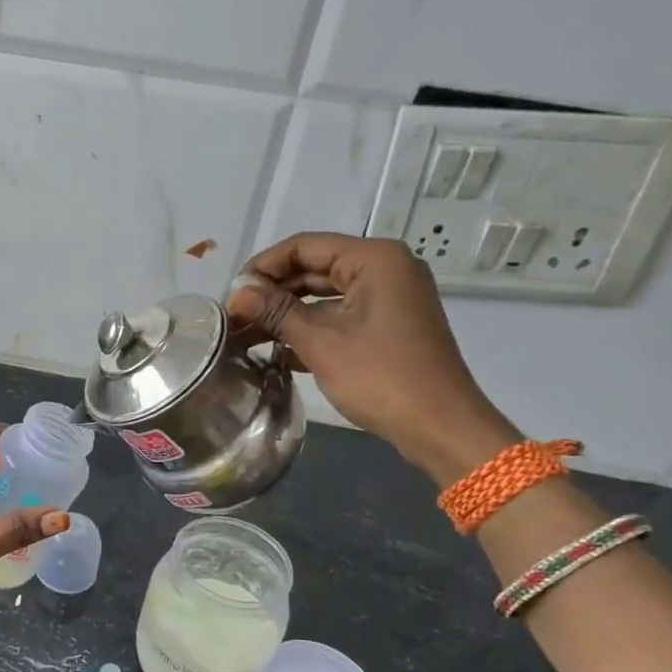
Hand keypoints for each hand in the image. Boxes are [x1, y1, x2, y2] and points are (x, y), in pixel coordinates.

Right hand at [228, 232, 519, 485]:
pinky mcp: (387, 325)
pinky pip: (340, 315)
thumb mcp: (321, 343)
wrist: (439, 426)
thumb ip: (276, 312)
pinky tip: (276, 350)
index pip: (305, 246)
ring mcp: (388, 298)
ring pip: (324, 295)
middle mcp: (384, 269)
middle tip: (233, 316)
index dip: (263, 266)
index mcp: (374, 259)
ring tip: (246, 333)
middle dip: (272, 291)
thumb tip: (236, 294)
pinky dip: (310, 328)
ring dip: (286, 313)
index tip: (231, 293)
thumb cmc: (380, 377)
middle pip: (314, 268)